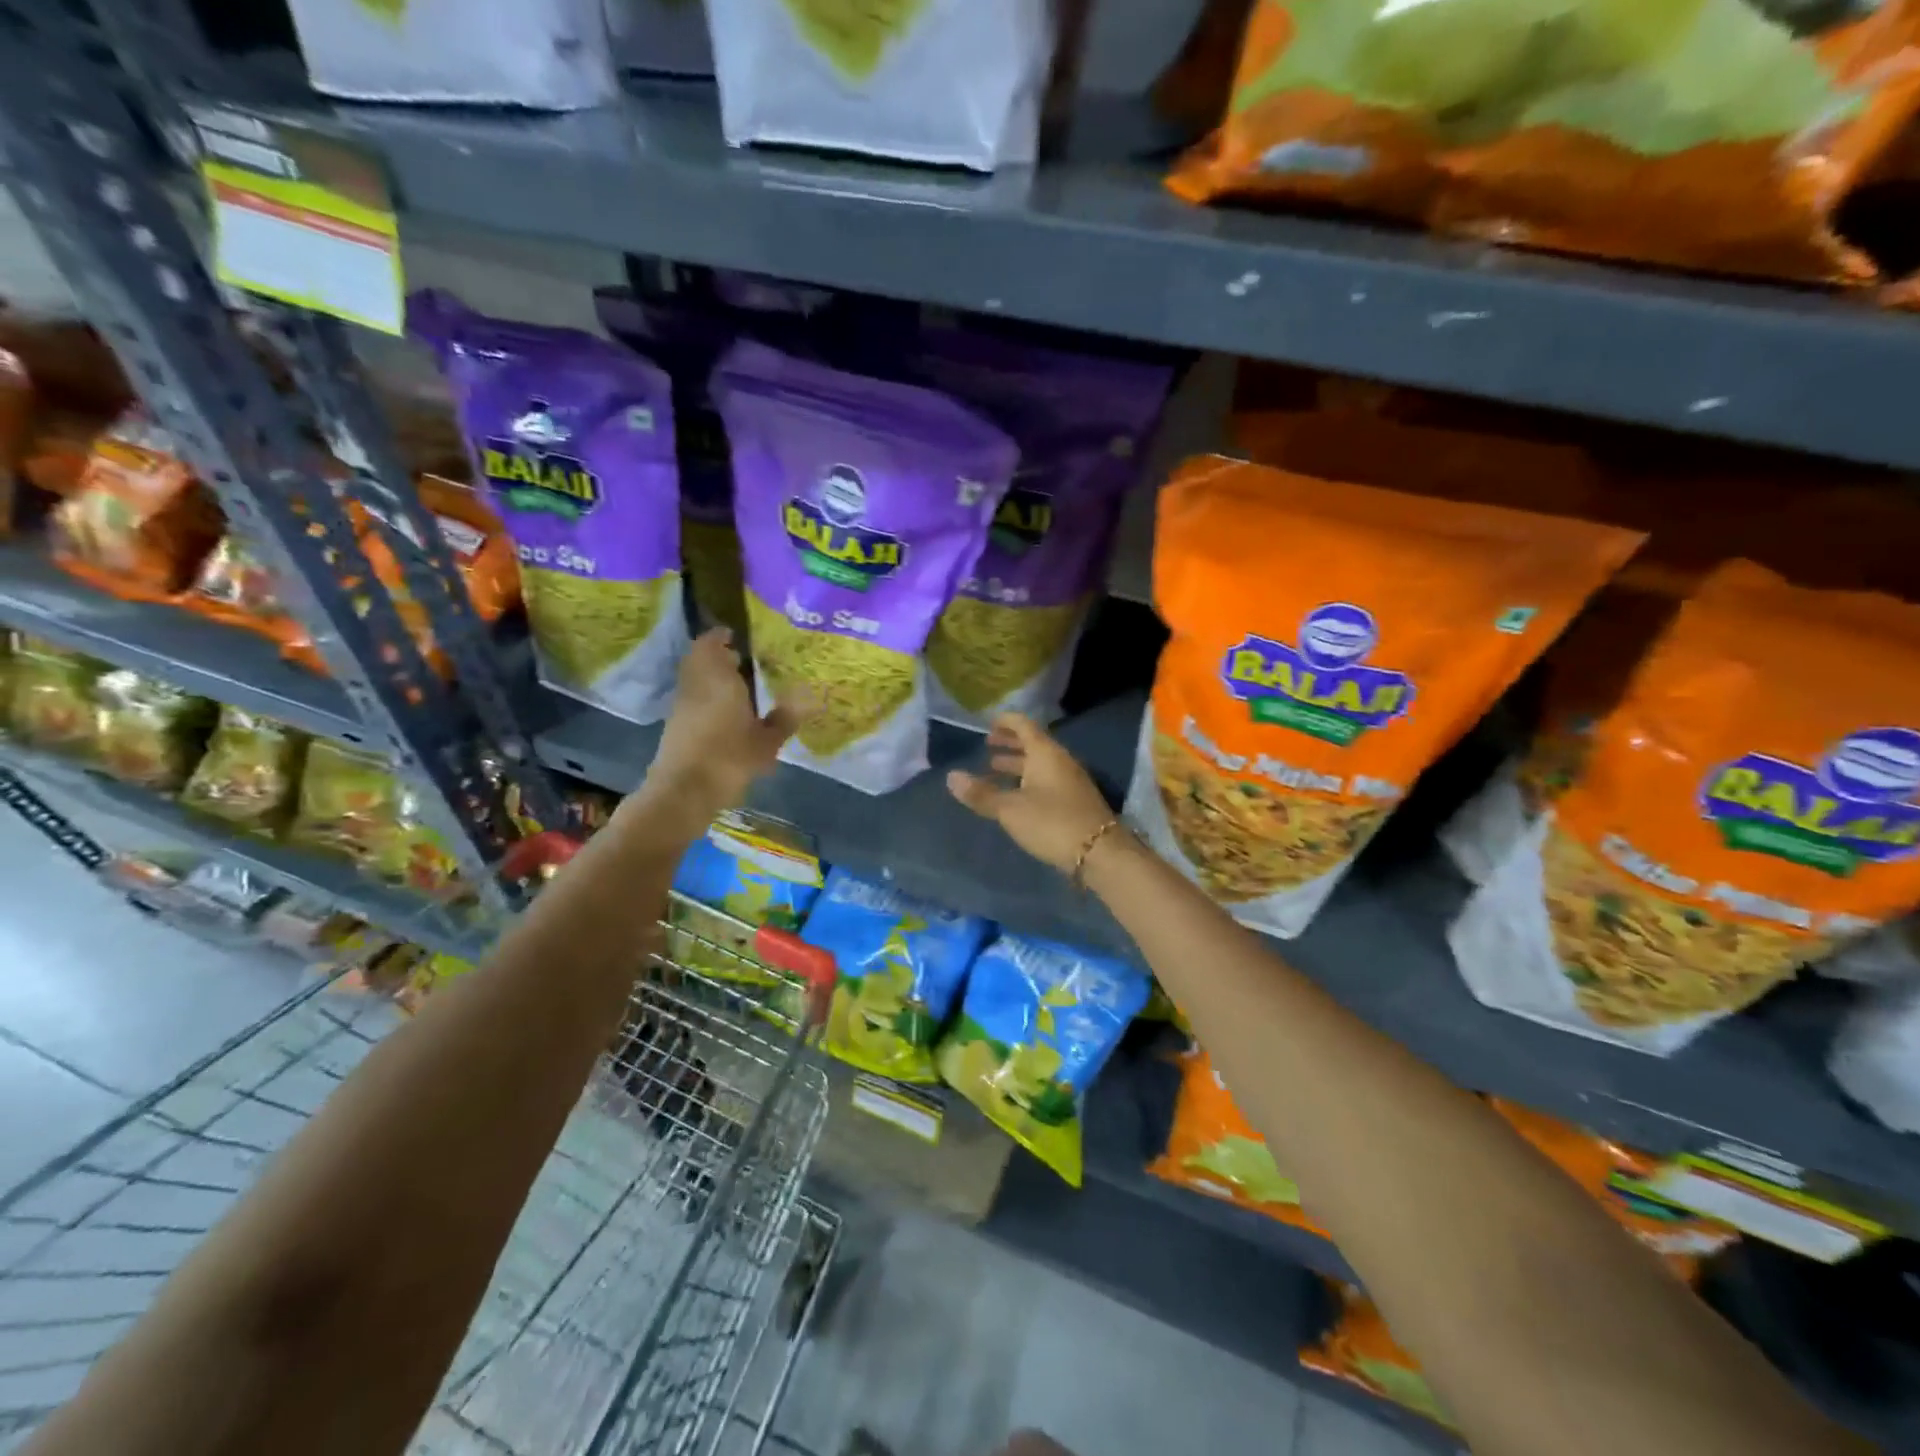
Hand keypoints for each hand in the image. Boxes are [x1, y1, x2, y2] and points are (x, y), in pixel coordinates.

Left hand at [642, 629, 798, 822]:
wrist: (684, 791)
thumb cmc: (729, 758)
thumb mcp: (766, 742)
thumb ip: (785, 719)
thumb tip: (807, 701)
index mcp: (718, 678)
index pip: (711, 643)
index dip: (721, 636)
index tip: (735, 636)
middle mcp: (695, 684)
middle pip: (699, 659)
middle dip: (716, 656)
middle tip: (741, 660)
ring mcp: (681, 705)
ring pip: (694, 679)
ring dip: (710, 677)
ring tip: (737, 688)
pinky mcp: (675, 725)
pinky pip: (692, 698)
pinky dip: (705, 697)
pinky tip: (725, 714)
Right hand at [947, 713, 1118, 874]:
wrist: (1100, 852)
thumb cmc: (1051, 822)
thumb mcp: (1010, 810)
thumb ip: (982, 794)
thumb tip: (951, 776)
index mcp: (1045, 754)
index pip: (1024, 725)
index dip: (1006, 722)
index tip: (988, 723)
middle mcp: (1060, 761)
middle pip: (1033, 744)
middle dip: (1009, 744)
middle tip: (988, 746)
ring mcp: (1071, 781)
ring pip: (1040, 764)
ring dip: (1017, 764)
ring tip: (994, 769)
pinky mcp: (1075, 801)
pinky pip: (1047, 780)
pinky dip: (1028, 780)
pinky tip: (1016, 795)